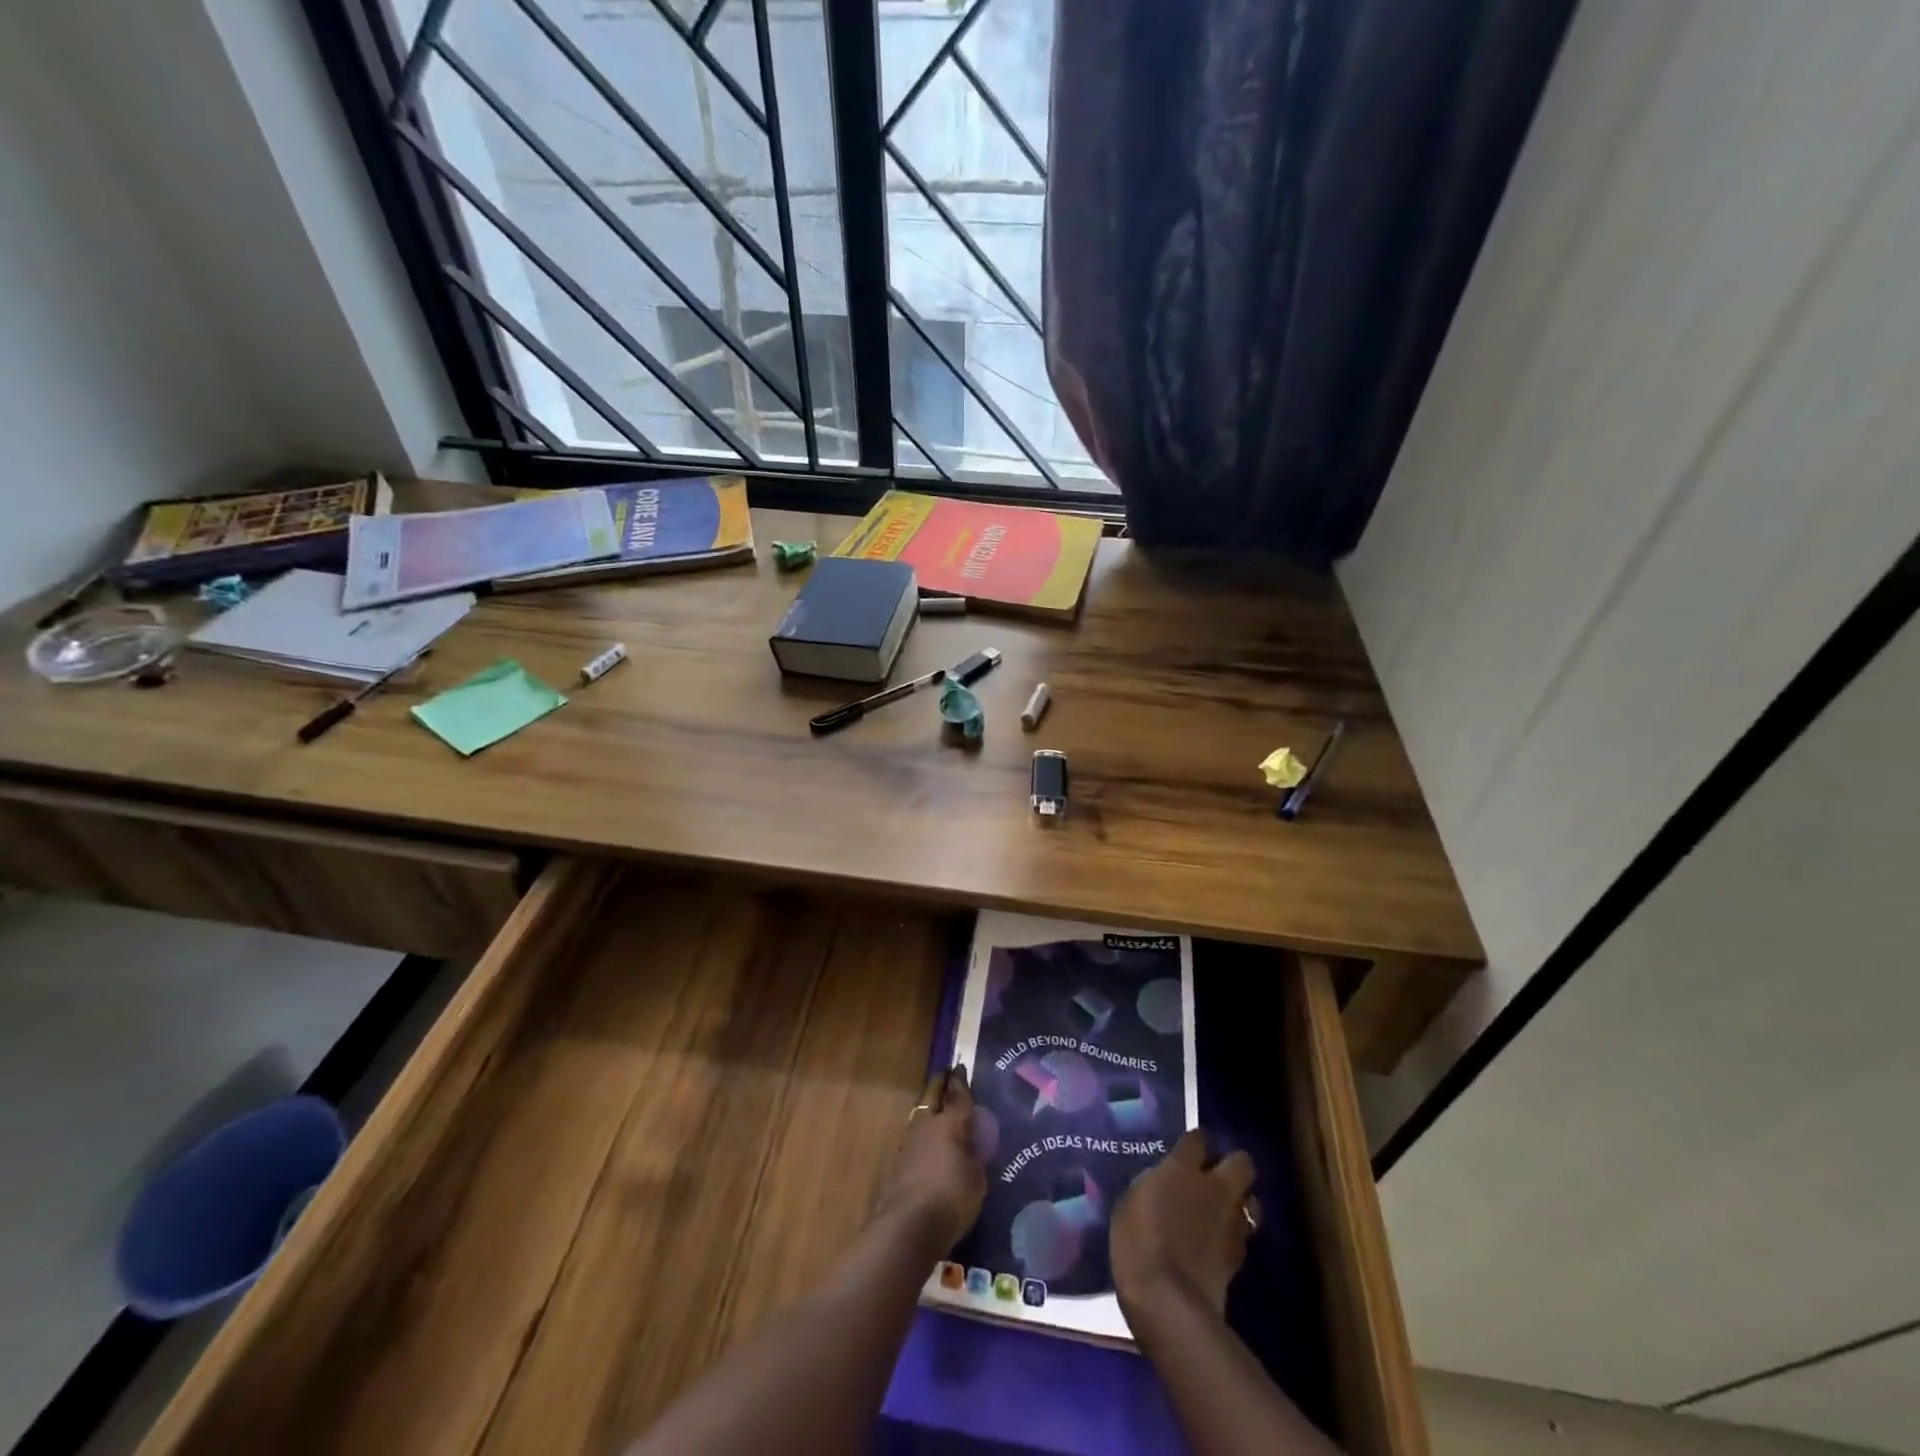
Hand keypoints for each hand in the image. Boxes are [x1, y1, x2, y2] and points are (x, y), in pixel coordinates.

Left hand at [875, 1065, 985, 1254]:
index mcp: (950, 1123)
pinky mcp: (899, 1160)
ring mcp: (910, 1141)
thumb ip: (975, 1158)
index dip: (961, 1081)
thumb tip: (972, 1147)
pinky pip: (915, 1133)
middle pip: (933, 1095)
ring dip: (928, 1104)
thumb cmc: (952, 1197)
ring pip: (920, 1112)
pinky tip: (928, 1136)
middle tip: (946, 1073)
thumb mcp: (976, 1179)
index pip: (958, 1095)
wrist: (909, 1225)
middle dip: (940, 1082)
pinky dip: (923, 1128)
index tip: (960, 1067)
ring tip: (936, 1102)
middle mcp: (928, 1124)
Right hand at [1112, 1130, 1256, 1315]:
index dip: (1195, 1142)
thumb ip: (1152, 1184)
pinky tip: (1218, 1243)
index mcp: (1183, 1168)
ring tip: (1221, 1212)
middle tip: (1214, 1177)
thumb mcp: (1130, 1202)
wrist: (1168, 1301)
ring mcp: (1232, 1223)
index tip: (1186, 1150)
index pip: (1198, 1138)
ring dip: (1240, 1203)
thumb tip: (1162, 1181)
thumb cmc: (1137, 1243)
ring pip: (1252, 1201)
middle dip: (1232, 1165)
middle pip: (1242, 1162)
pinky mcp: (1239, 1257)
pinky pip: (1244, 1235)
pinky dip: (1234, 1235)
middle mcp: (1214, 1188)